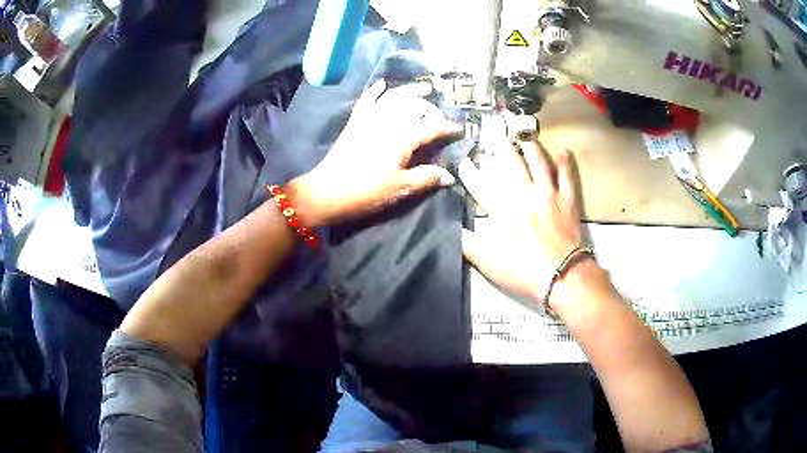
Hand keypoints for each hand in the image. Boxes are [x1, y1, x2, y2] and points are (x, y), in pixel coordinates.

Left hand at [287, 79, 460, 226]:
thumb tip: (450, 176)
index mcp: (402, 137)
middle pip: (415, 107)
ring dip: (410, 90)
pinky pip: (366, 101)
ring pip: (393, 97)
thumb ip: (426, 178)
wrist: (327, 192)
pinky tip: (382, 84)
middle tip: (440, 119)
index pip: (431, 127)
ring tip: (424, 87)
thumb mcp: (400, 188)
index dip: (447, 128)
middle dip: (431, 109)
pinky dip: (375, 91)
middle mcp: (388, 121)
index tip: (459, 130)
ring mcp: (369, 119)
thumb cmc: (366, 192)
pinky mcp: (355, 122)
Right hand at [459, 130, 588, 309]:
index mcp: (503, 209)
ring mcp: (548, 195)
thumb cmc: (523, 269)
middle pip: (511, 163)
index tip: (464, 161)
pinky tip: (564, 151)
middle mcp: (525, 194)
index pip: (481, 184)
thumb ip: (469, 244)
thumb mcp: (488, 262)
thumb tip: (454, 230)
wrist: (561, 275)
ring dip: (531, 146)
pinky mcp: (567, 201)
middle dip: (500, 145)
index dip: (470, 171)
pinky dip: (565, 163)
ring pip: (539, 163)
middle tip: (494, 129)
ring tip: (525, 134)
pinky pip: (567, 177)